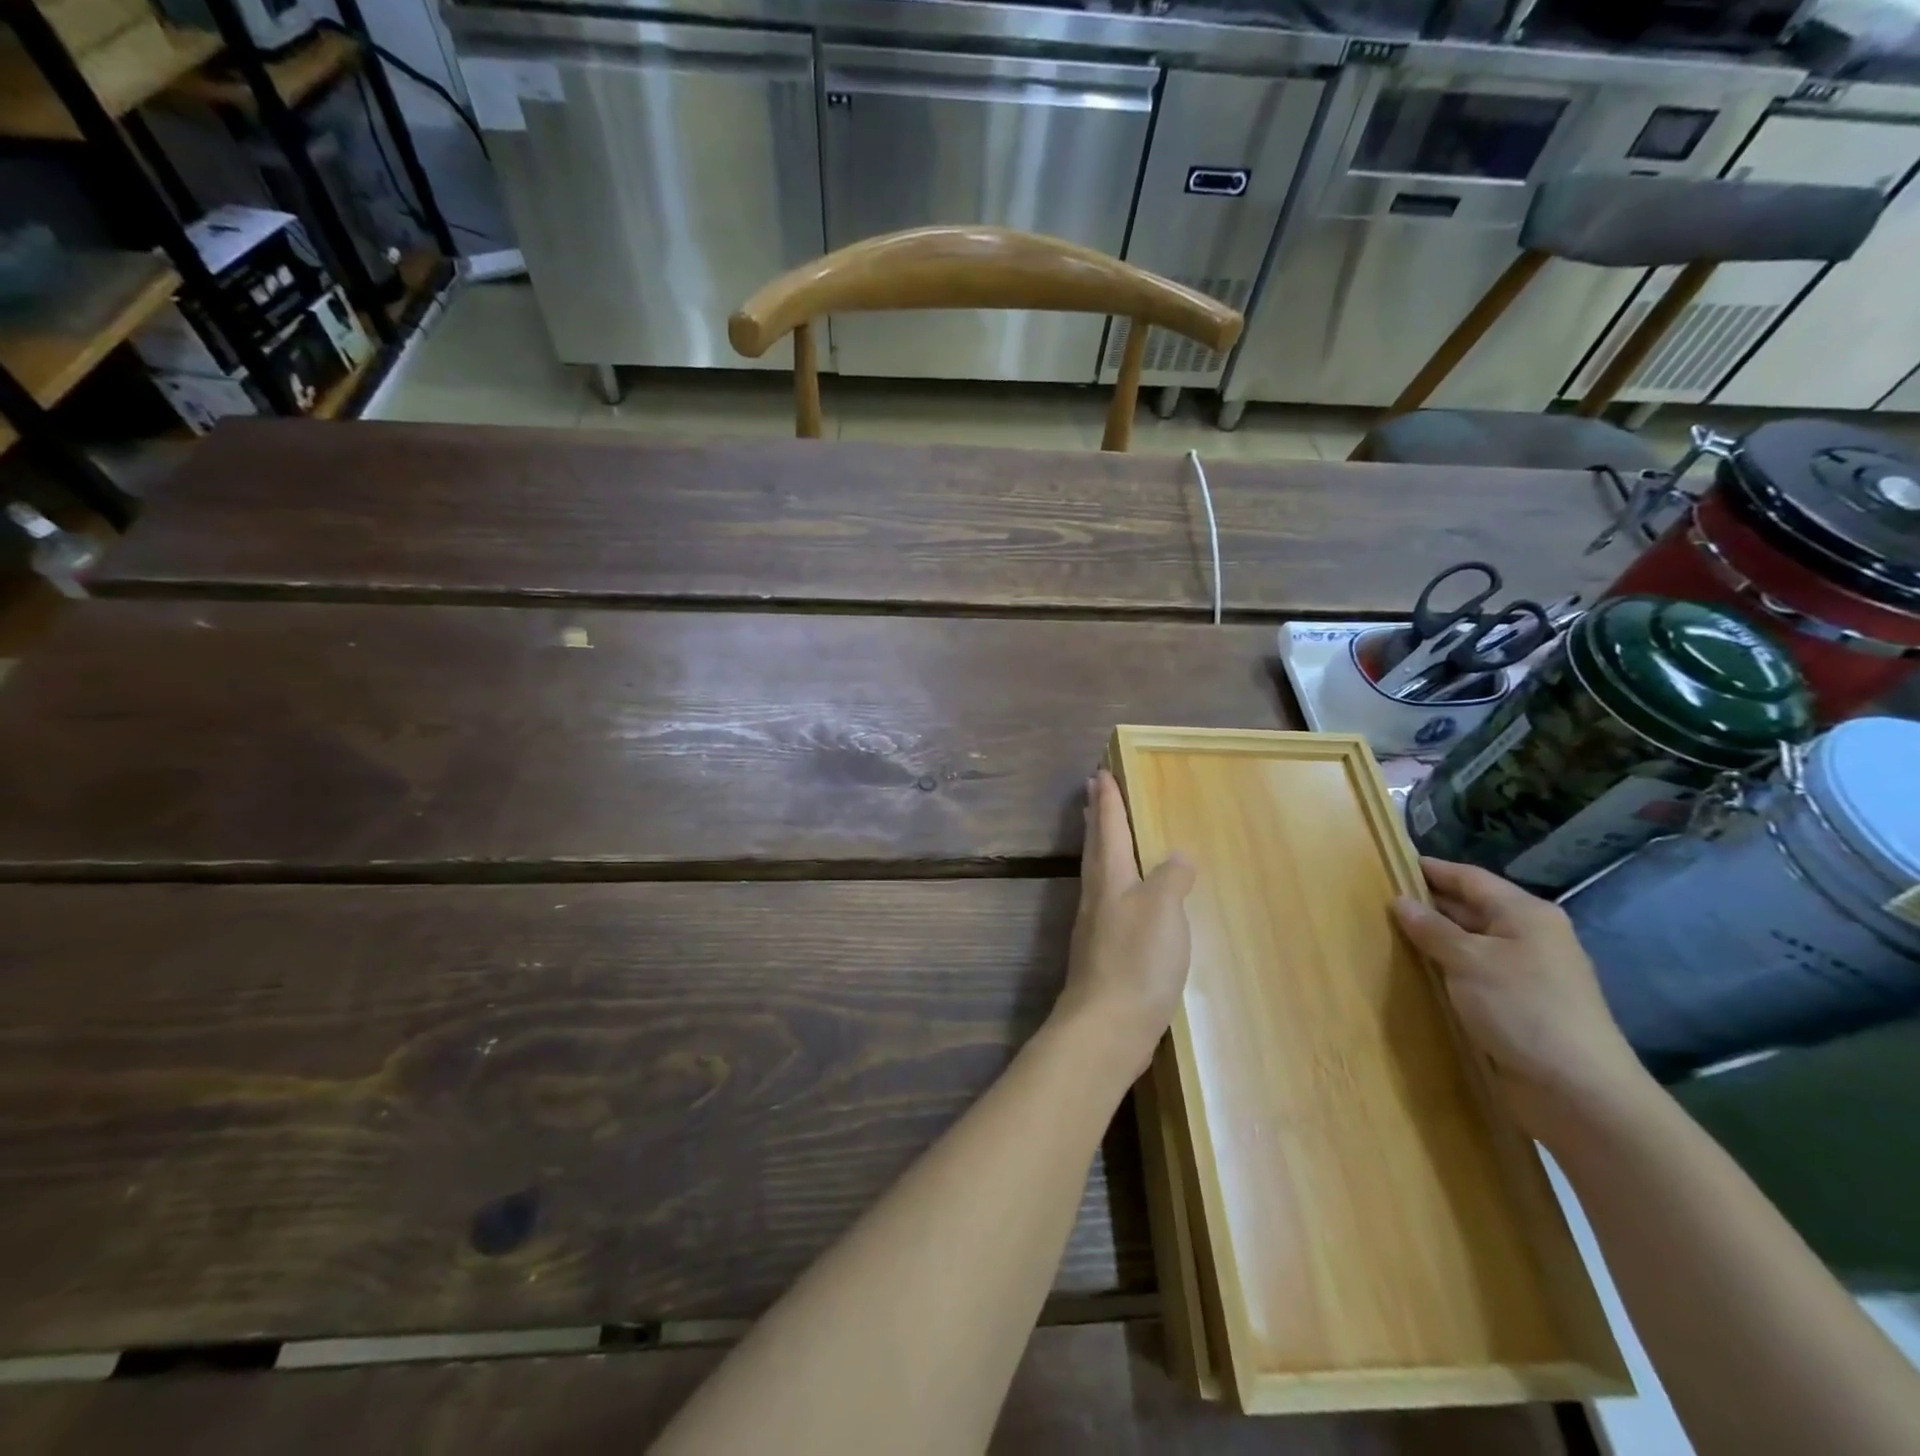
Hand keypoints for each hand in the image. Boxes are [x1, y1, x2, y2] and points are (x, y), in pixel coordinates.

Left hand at [1055, 770, 1196, 1078]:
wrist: (1108, 1025)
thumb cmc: (1137, 959)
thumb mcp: (1164, 909)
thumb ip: (1171, 878)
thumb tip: (1176, 856)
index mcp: (1110, 877)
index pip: (1108, 827)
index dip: (1107, 800)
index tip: (1099, 773)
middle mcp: (1097, 895)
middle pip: (1095, 846)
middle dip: (1096, 817)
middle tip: (1091, 791)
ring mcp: (1096, 925)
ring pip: (1098, 872)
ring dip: (1100, 846)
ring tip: (1104, 832)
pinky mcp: (1103, 952)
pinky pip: (1107, 900)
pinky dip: (1113, 882)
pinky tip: (1125, 896)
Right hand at [1391, 857, 1649, 1140]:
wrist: (1578, 1092)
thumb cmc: (1523, 1009)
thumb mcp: (1469, 961)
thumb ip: (1431, 928)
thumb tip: (1400, 902)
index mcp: (1525, 914)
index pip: (1468, 878)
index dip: (1429, 869)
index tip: (1386, 863)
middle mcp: (1528, 936)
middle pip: (1469, 907)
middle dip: (1426, 904)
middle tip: (1375, 902)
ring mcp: (1524, 972)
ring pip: (1468, 943)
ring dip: (1432, 940)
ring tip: (1384, 934)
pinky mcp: (1516, 1004)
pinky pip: (1472, 973)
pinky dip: (1444, 968)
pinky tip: (1414, 972)